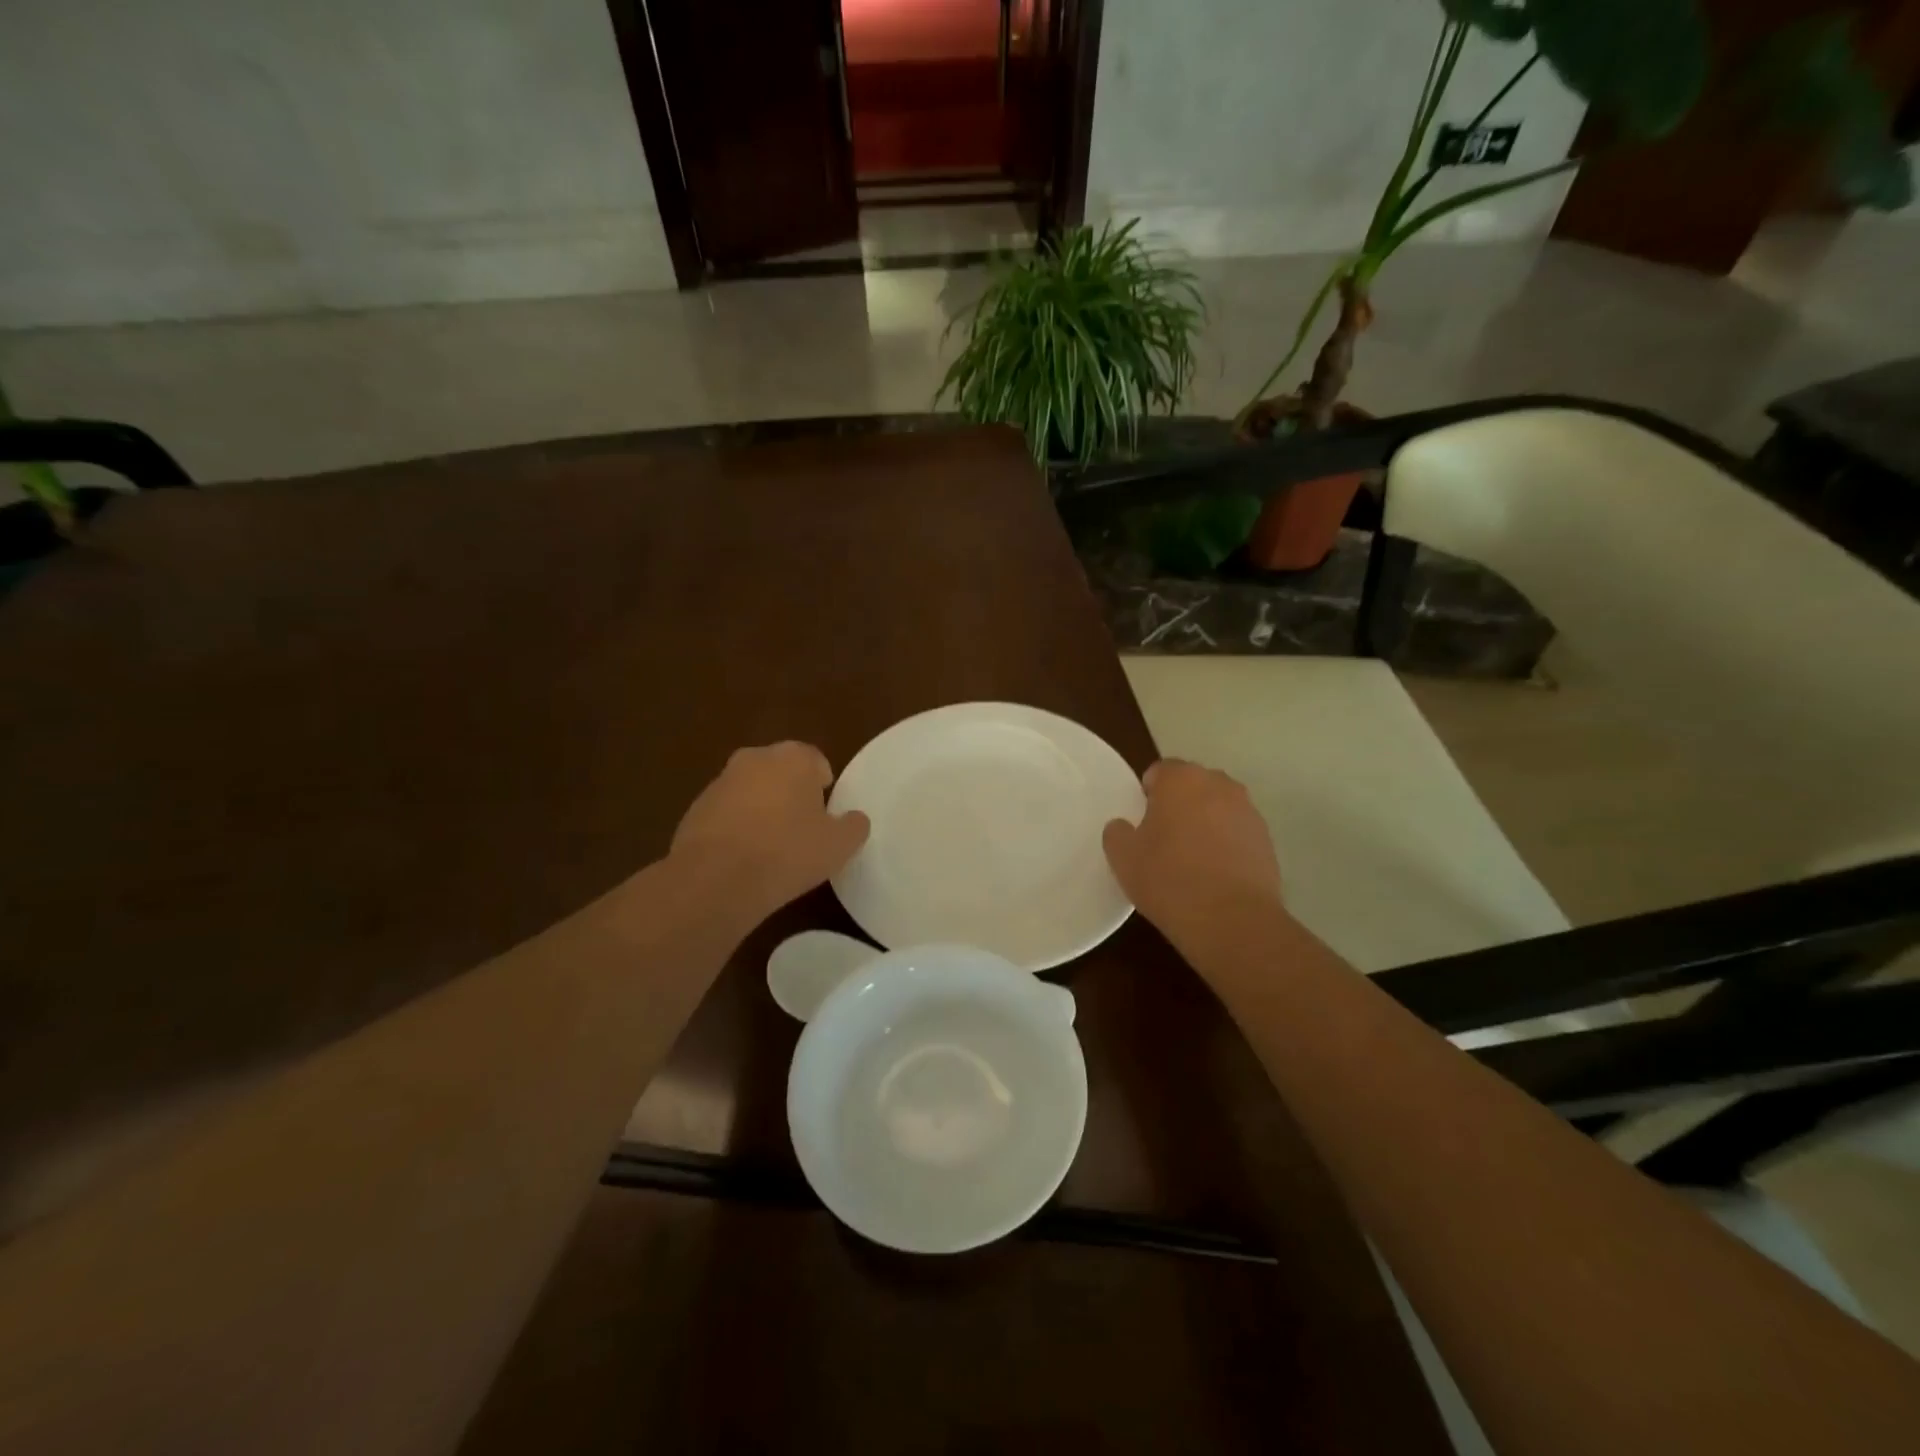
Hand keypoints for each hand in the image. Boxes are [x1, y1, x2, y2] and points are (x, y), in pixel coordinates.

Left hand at [671, 742, 869, 919]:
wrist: (716, 879)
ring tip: (772, 848)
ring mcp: (720, 782)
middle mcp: (755, 758)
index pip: (816, 761)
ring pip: (752, 791)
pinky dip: (736, 828)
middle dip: (791, 793)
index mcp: (793, 757)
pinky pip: (726, 814)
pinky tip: (743, 859)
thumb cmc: (787, 852)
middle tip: (803, 829)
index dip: (824, 787)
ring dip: (762, 810)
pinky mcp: (695, 809)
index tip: (826, 815)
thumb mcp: (839, 845)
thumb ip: (854, 826)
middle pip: (781, 772)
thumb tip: (854, 819)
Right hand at [1103, 759, 1285, 947]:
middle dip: (1178, 804)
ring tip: (1192, 860)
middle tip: (1163, 839)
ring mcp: (1248, 811)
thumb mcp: (1123, 858)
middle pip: (1192, 786)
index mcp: (1181, 779)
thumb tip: (1124, 826)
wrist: (1232, 920)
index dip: (1147, 795)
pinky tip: (1215, 875)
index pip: (1159, 771)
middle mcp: (1219, 784)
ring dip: (1205, 823)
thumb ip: (1118, 832)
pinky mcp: (1267, 840)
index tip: (1142, 824)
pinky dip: (1226, 845)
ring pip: (1217, 808)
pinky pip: (1237, 832)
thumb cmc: (1169, 879)